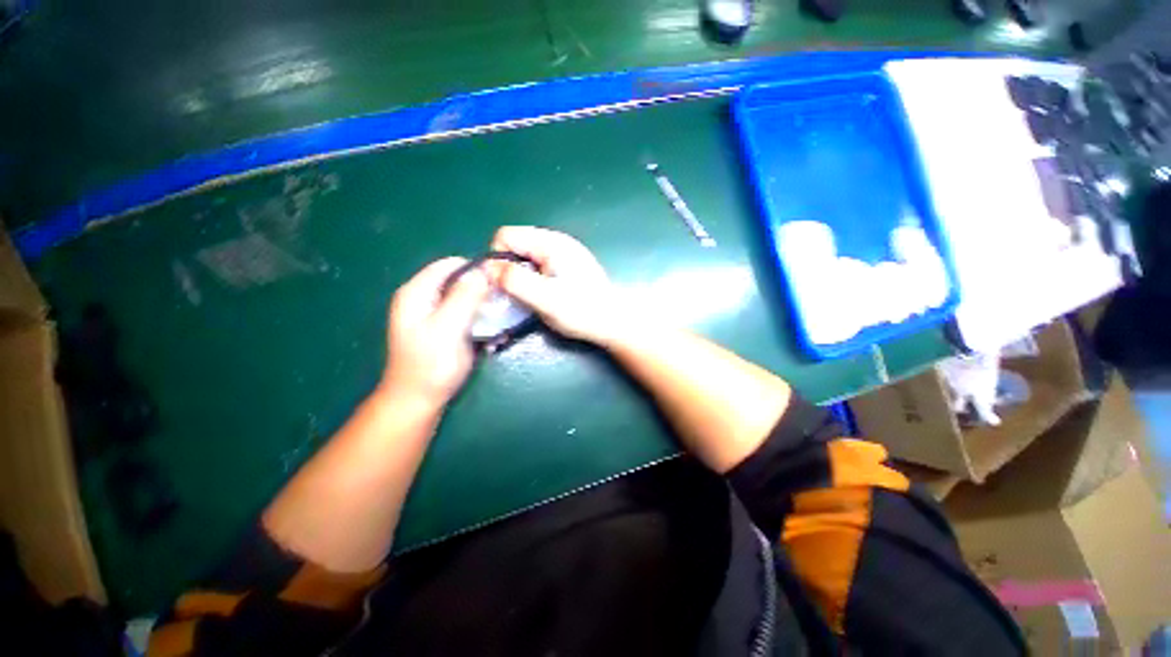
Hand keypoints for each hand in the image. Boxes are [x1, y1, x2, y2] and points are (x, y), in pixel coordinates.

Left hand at [380, 257, 490, 409]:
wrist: (418, 401)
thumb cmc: (431, 365)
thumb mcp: (449, 328)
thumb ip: (465, 296)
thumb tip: (484, 271)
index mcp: (417, 292)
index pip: (450, 264)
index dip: (476, 269)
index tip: (499, 284)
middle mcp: (423, 298)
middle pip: (458, 280)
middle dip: (482, 291)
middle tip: (501, 307)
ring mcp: (432, 314)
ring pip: (464, 297)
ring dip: (483, 308)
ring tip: (499, 323)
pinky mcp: (441, 328)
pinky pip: (464, 314)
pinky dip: (478, 320)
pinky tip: (490, 335)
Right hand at [488, 226, 628, 345]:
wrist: (613, 322)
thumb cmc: (582, 311)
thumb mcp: (545, 298)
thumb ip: (515, 281)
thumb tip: (486, 266)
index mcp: (551, 243)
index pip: (506, 235)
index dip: (497, 259)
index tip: (502, 285)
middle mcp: (556, 241)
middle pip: (516, 245)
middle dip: (508, 267)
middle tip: (515, 295)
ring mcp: (563, 252)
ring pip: (526, 256)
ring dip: (520, 275)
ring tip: (529, 297)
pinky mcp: (566, 265)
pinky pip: (538, 265)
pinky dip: (532, 278)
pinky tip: (542, 295)